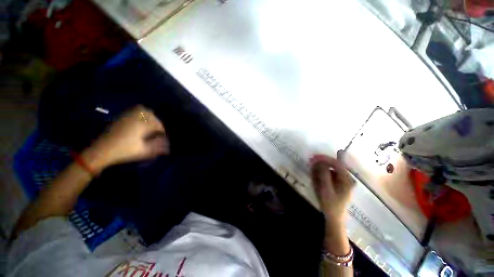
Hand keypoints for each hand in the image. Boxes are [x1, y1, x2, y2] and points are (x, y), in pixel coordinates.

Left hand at [85, 105, 169, 170]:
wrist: (102, 150)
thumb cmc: (124, 151)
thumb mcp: (143, 151)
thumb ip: (157, 148)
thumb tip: (168, 148)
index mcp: (142, 126)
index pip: (157, 124)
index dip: (162, 130)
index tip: (162, 136)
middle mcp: (135, 118)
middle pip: (151, 114)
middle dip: (157, 121)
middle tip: (157, 130)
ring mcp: (126, 116)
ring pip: (141, 109)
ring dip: (148, 115)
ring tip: (150, 123)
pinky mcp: (120, 117)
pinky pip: (132, 110)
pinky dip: (139, 112)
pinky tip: (139, 120)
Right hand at [310, 155, 354, 223]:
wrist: (333, 218)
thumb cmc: (330, 205)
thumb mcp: (326, 190)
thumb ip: (324, 175)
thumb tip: (320, 162)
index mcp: (346, 179)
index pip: (336, 163)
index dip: (325, 158)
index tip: (314, 157)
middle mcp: (345, 178)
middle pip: (333, 165)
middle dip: (321, 162)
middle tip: (310, 162)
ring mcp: (341, 180)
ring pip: (330, 168)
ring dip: (320, 167)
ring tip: (311, 170)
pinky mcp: (337, 183)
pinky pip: (328, 174)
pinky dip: (321, 173)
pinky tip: (315, 176)